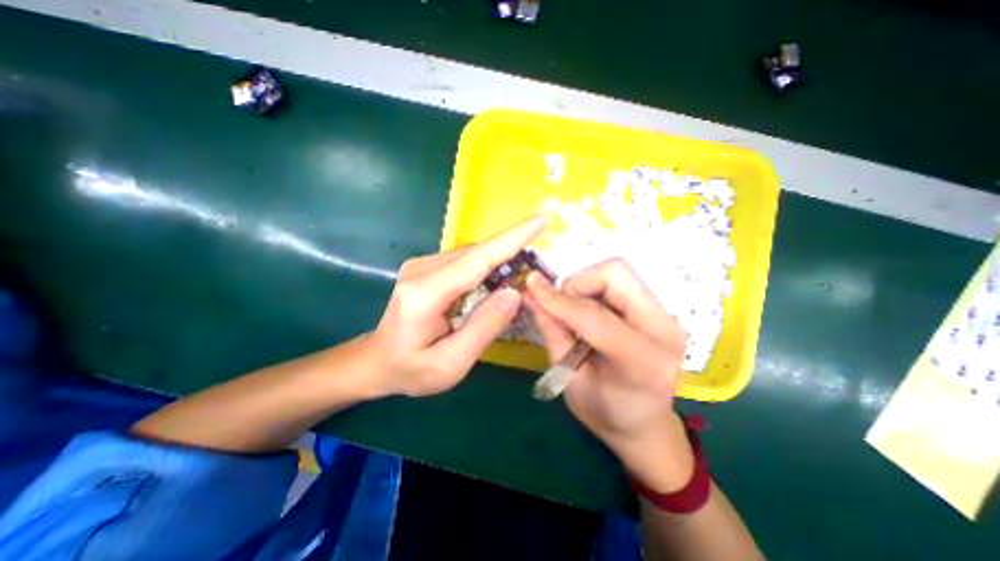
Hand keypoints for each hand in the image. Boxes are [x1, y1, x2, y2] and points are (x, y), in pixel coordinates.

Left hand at [371, 213, 550, 395]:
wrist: (377, 361)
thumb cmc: (411, 369)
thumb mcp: (450, 363)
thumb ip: (483, 328)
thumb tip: (514, 293)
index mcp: (425, 294)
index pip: (477, 258)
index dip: (513, 238)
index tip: (542, 219)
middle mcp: (422, 269)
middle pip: (477, 253)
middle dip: (512, 251)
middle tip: (539, 264)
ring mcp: (422, 265)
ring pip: (473, 255)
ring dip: (500, 261)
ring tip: (519, 278)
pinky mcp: (426, 267)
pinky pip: (465, 261)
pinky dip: (486, 267)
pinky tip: (494, 283)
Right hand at [525, 259, 696, 490]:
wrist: (646, 424)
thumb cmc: (606, 412)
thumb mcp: (569, 380)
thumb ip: (552, 333)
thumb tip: (530, 295)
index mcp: (642, 362)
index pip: (594, 315)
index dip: (558, 300)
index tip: (530, 287)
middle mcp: (664, 330)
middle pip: (616, 273)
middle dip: (578, 283)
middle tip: (562, 308)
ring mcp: (667, 317)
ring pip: (618, 273)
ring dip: (586, 286)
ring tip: (575, 315)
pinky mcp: (660, 310)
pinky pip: (621, 283)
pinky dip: (596, 291)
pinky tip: (590, 316)